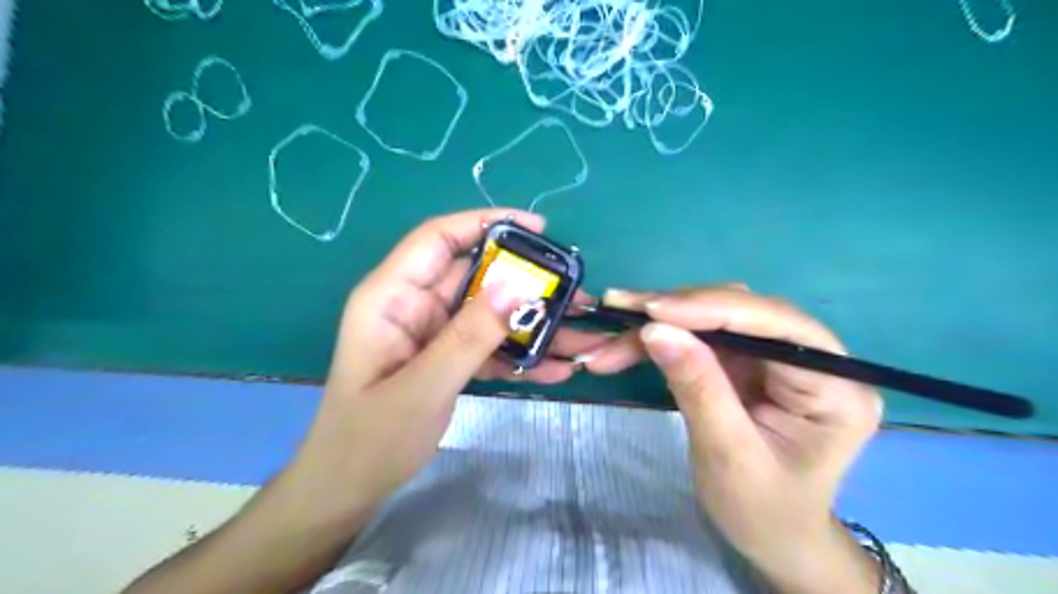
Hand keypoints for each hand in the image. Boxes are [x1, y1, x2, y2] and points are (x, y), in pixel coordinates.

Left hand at [284, 208, 608, 524]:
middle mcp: (414, 305)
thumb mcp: (422, 387)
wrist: (349, 489)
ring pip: (489, 313)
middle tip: (574, 292)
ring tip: (579, 336)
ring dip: (532, 325)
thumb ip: (469, 336)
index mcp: (391, 296)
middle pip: (476, 275)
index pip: (439, 238)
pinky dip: (519, 355)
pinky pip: (488, 345)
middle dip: (526, 282)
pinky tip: (556, 370)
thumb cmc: (369, 440)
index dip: (487, 223)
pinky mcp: (446, 357)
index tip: (539, 229)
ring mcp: (433, 333)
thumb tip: (518, 287)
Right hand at [588, 286, 886, 590]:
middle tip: (618, 310)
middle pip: (739, 312)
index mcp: (834, 386)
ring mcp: (775, 357)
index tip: (651, 309)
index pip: (776, 324)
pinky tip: (625, 345)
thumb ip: (697, 387)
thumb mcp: (727, 454)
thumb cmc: (761, 509)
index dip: (711, 308)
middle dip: (673, 312)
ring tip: (611, 333)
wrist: (770, 537)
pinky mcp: (747, 363)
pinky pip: (699, 337)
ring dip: (658, 323)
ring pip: (712, 318)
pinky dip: (660, 338)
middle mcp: (811, 358)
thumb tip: (656, 329)